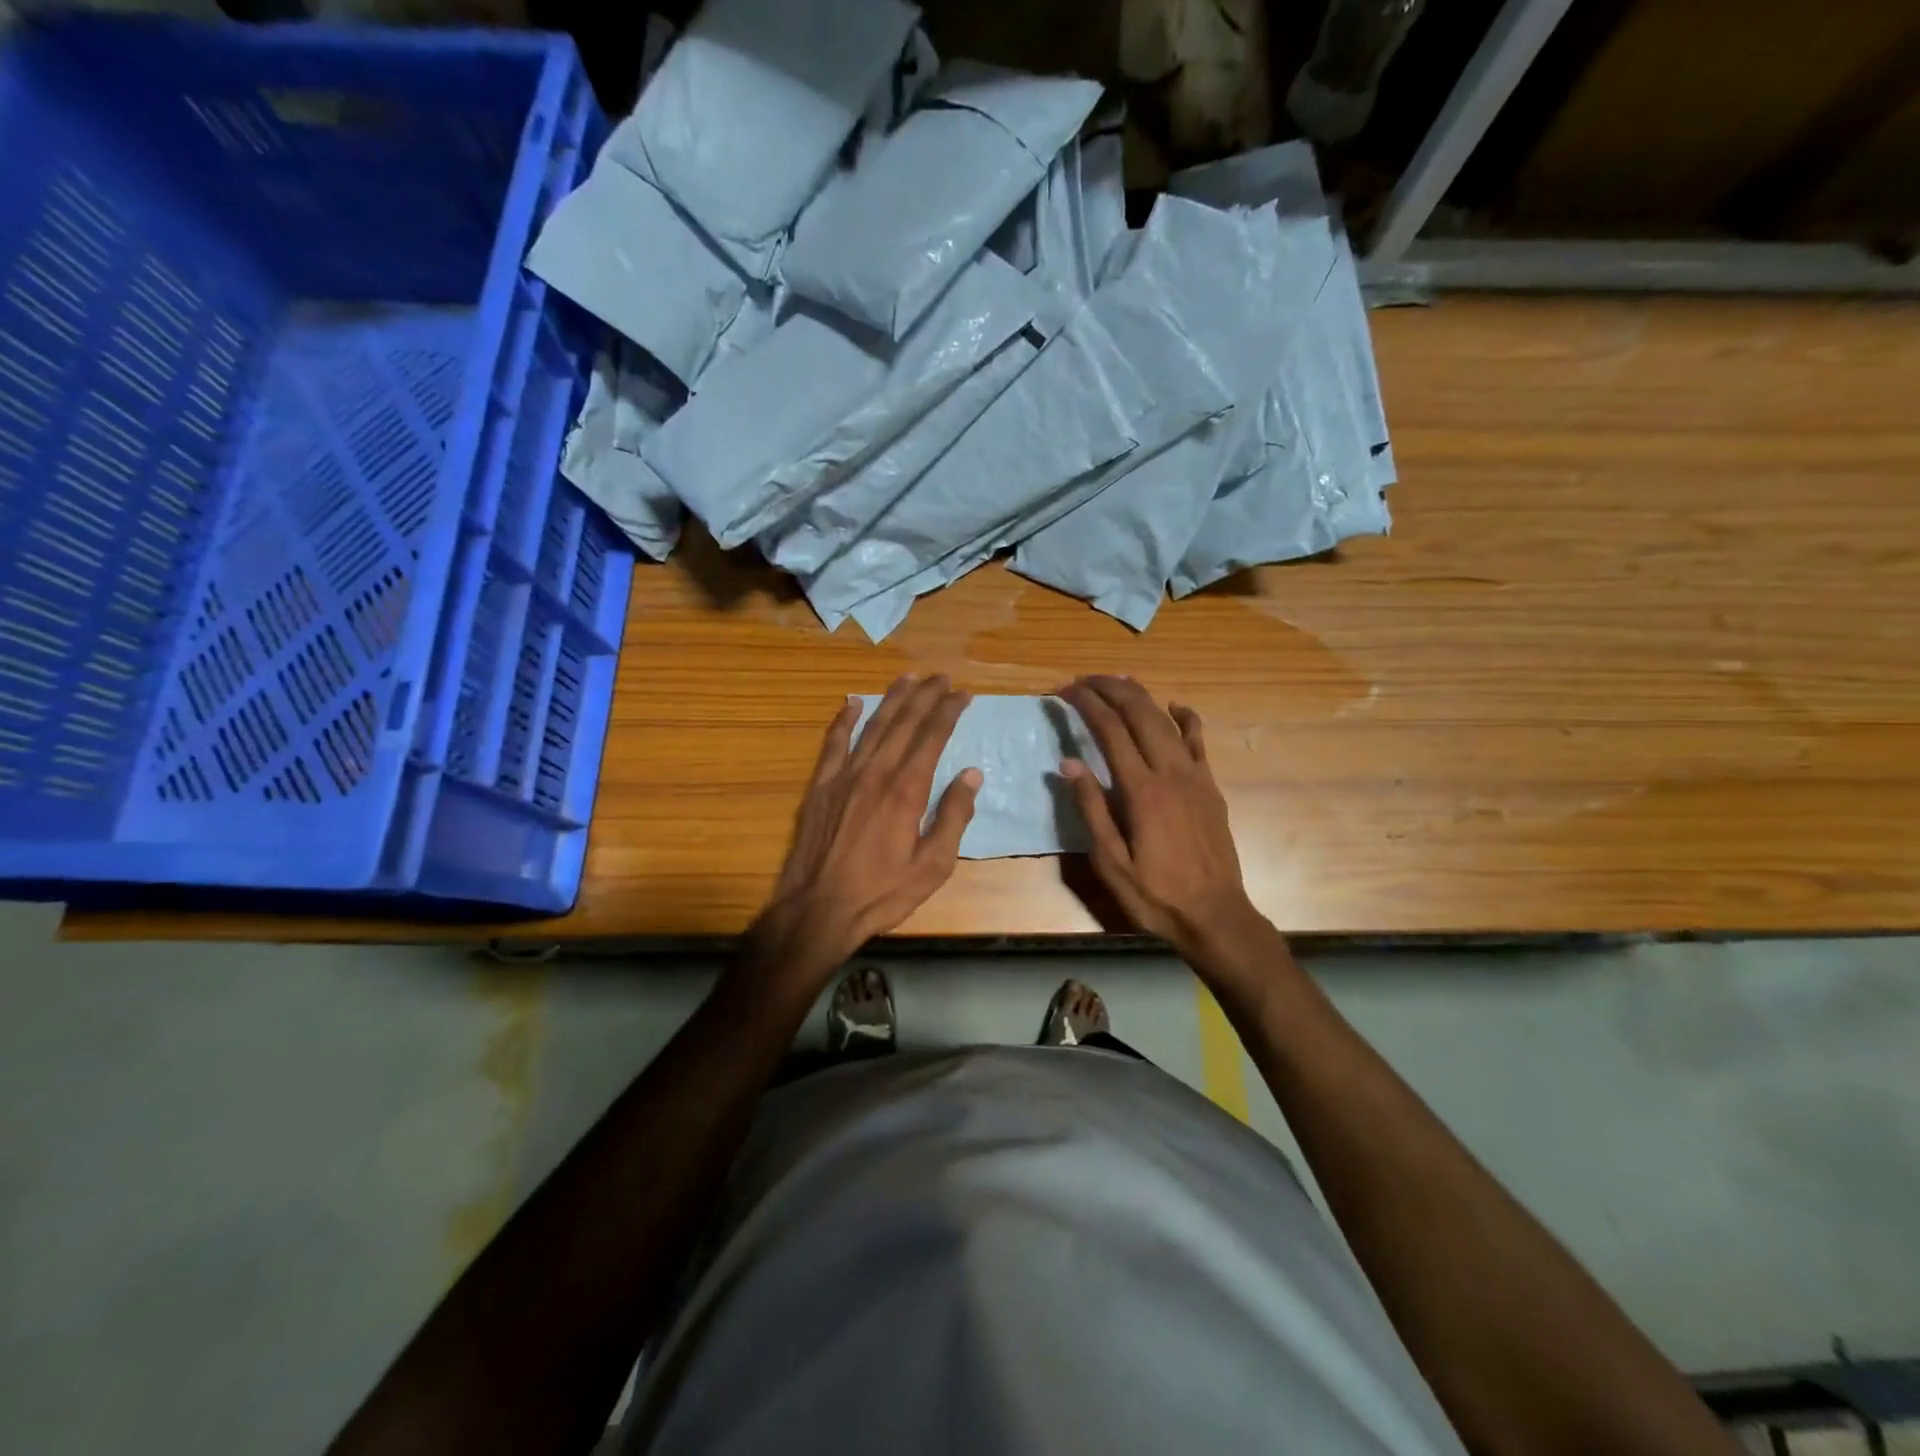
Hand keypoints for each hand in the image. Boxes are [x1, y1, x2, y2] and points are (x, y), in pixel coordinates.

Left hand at [748, 676, 980, 990]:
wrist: (818, 910)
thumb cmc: (881, 893)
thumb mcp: (932, 866)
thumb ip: (953, 817)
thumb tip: (971, 775)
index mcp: (906, 791)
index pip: (932, 737)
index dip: (948, 711)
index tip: (962, 693)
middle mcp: (875, 772)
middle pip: (904, 723)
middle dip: (925, 696)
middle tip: (942, 677)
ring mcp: (843, 776)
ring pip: (872, 726)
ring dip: (892, 699)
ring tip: (908, 677)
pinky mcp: (820, 786)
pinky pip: (833, 743)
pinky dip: (844, 719)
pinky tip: (852, 702)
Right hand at [1058, 676, 1261, 958]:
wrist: (1216, 915)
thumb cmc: (1155, 895)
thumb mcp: (1110, 862)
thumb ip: (1091, 809)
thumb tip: (1069, 763)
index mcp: (1141, 790)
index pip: (1109, 729)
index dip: (1085, 703)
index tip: (1063, 690)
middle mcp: (1171, 772)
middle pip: (1139, 713)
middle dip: (1110, 688)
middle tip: (1083, 680)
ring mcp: (1196, 776)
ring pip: (1167, 720)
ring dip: (1140, 696)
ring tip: (1116, 682)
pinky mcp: (1211, 786)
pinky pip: (1198, 740)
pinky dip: (1185, 717)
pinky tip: (1174, 706)